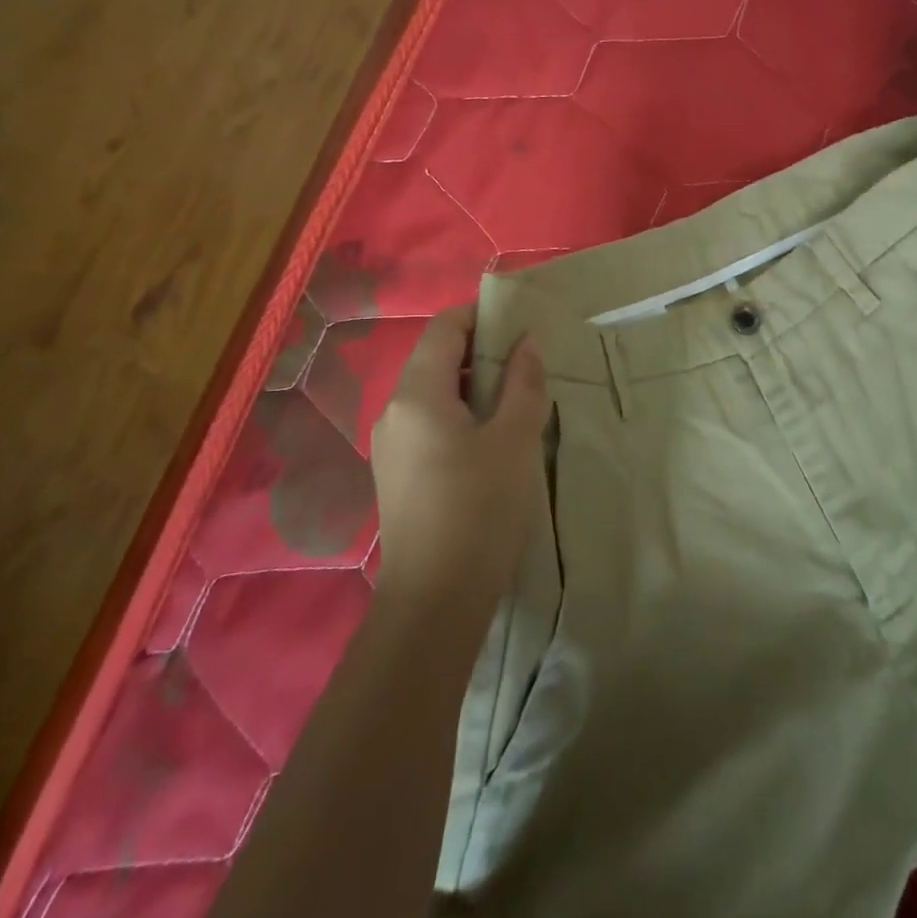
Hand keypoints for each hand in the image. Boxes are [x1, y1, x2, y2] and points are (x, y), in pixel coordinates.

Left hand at [370, 305, 548, 624]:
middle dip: (480, 350)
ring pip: (432, 392)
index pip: (444, 328)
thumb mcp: (514, 440)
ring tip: (514, 397)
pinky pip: (428, 422)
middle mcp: (393, 411)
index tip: (520, 321)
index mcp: (417, 394)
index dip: (481, 315)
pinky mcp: (396, 474)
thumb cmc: (479, 510)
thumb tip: (526, 343)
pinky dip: (459, 413)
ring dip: (471, 384)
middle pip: (435, 358)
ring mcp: (390, 445)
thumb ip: (522, 383)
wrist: (434, 602)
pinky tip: (489, 437)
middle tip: (526, 360)